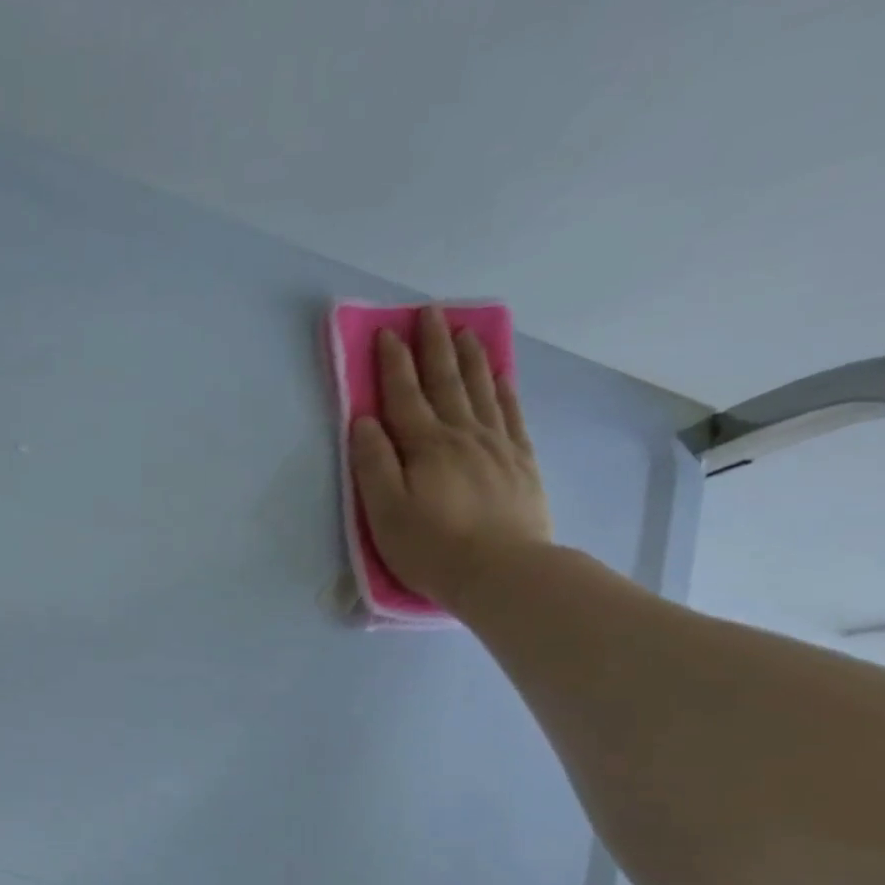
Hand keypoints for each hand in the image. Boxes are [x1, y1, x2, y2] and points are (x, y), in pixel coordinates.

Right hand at [349, 303, 552, 608]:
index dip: (393, 363)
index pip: (403, 396)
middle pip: (445, 382)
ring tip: (463, 330)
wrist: (502, 572)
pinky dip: (502, 389)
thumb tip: (364, 421)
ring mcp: (497, 445)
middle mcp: (462, 435)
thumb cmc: (431, 547)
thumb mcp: (385, 512)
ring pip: (481, 389)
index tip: (386, 332)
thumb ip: (373, 464)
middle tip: (429, 312)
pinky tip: (499, 375)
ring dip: (469, 358)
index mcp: (425, 446)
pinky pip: (511, 413)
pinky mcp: (520, 461)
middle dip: (433, 346)